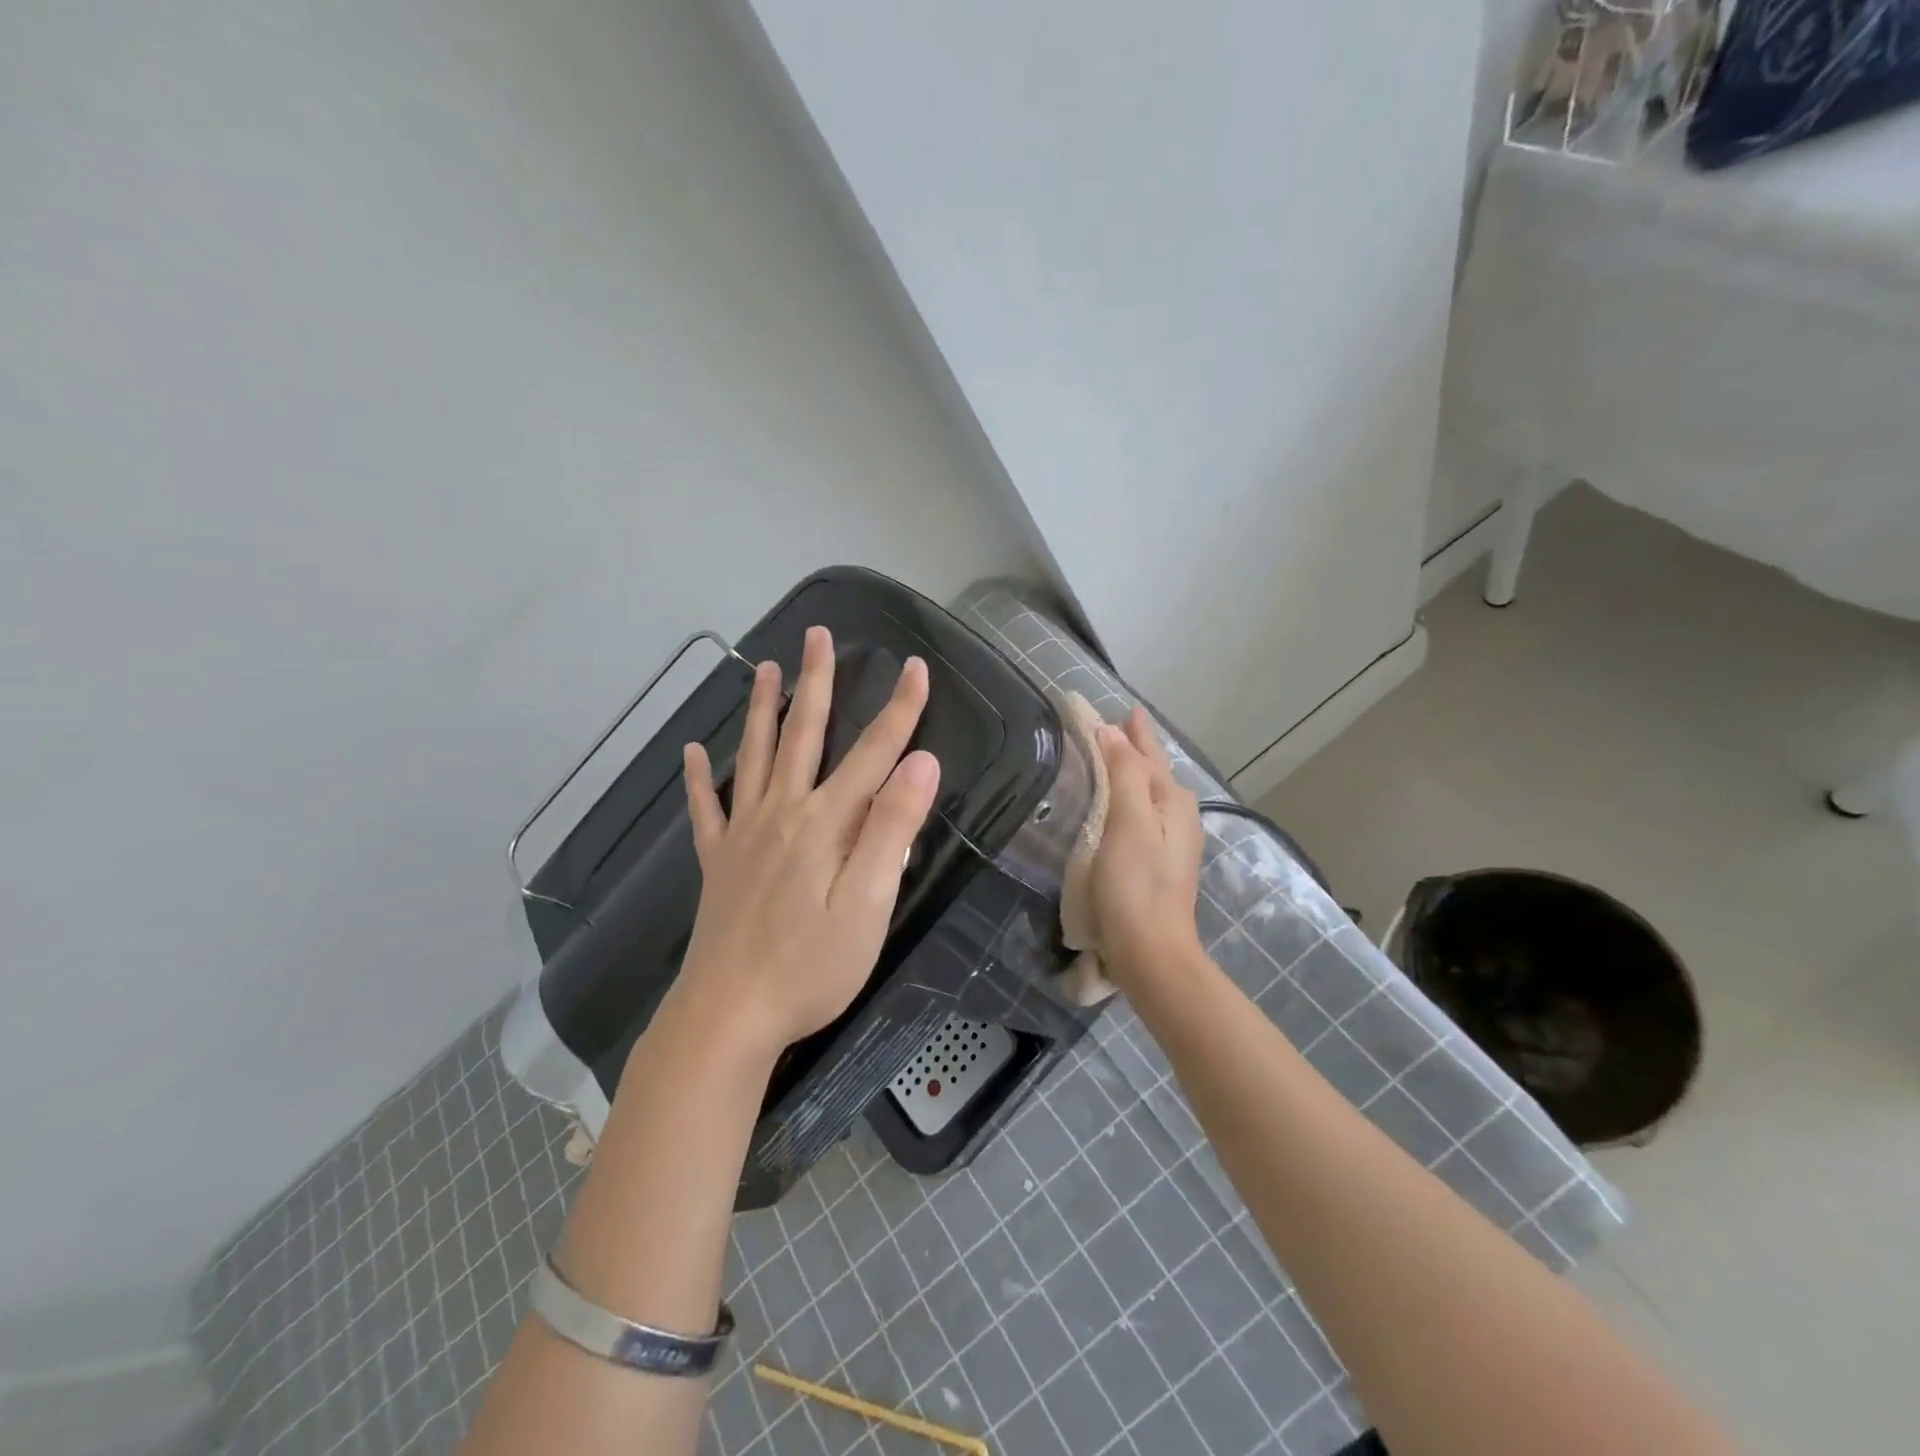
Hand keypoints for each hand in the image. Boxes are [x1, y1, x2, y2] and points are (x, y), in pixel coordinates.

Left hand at [674, 625, 941, 1064]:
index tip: (917, 668)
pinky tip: (693, 752)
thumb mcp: (869, 904)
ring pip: (754, 756)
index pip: (874, 753)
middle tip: (816, 635)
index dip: (900, 710)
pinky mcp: (717, 862)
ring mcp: (743, 835)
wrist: (729, 1014)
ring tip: (763, 668)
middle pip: (803, 735)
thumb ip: (892, 829)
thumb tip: (920, 762)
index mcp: (826, 822)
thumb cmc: (811, 966)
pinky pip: (706, 809)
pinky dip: (700, 778)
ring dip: (761, 709)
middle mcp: (782, 813)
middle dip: (816, 682)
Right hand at [1091, 705, 1205, 986]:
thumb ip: (1124, 774)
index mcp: (1172, 802)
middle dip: (1137, 748)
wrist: (1151, 953)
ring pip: (1151, 793)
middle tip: (1116, 725)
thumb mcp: (1129, 822)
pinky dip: (1129, 798)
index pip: (1150, 754)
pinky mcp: (1158, 864)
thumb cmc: (1135, 885)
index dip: (1134, 730)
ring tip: (1116, 757)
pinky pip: (1143, 814)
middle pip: (1155, 771)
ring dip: (1134, 771)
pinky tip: (1119, 807)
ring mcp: (1171, 843)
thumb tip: (1112, 732)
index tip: (1123, 707)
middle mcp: (1178, 817)